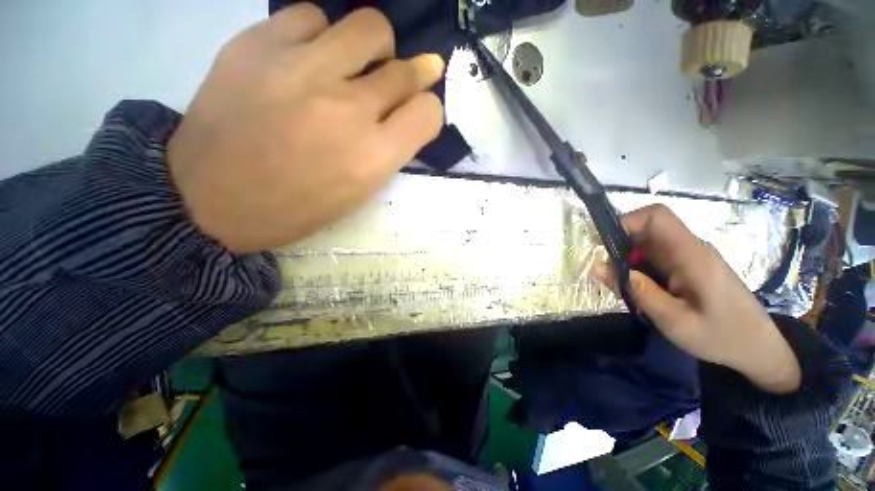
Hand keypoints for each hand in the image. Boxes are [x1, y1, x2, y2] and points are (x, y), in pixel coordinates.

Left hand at [168, 4, 444, 253]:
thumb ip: (387, 153)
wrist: (209, 199)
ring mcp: (303, 69)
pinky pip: (311, 15)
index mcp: (373, 158)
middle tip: (396, 84)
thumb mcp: (357, 193)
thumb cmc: (295, 208)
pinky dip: (321, 34)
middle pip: (406, 70)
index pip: (429, 112)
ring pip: (370, 27)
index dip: (428, 111)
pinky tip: (308, 57)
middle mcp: (348, 110)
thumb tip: (403, 116)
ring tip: (355, 65)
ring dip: (374, 48)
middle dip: (413, 76)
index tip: (416, 115)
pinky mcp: (257, 44)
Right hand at [593, 205, 800, 393]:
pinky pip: (654, 257)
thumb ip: (637, 291)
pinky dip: (639, 269)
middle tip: (610, 274)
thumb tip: (597, 267)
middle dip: (620, 246)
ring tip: (626, 288)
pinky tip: (642, 291)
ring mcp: (689, 256)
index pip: (656, 216)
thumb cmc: (721, 337)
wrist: (759, 349)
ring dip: (628, 260)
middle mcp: (689, 248)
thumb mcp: (674, 321)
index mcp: (691, 254)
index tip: (603, 244)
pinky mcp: (688, 266)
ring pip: (647, 244)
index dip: (626, 221)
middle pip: (646, 229)